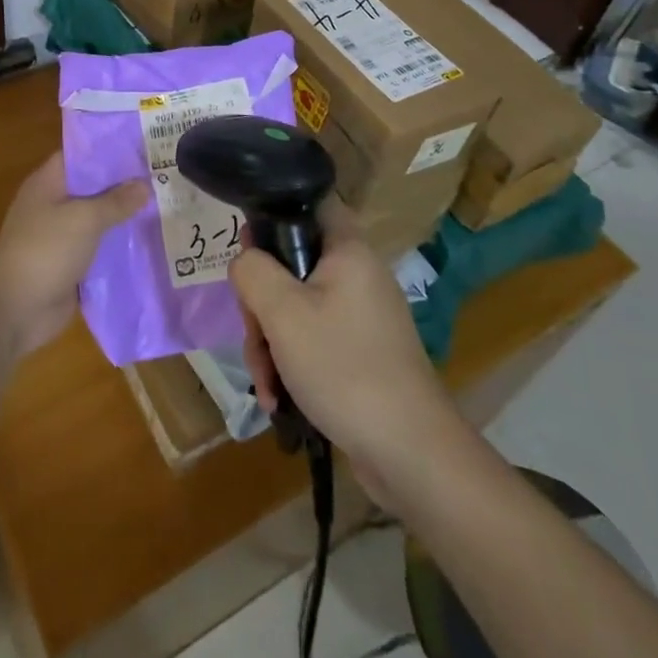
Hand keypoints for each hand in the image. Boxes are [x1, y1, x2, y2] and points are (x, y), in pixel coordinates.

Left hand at [0, 152, 147, 358]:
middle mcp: (54, 204)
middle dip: (125, 185)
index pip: (81, 155)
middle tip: (166, 176)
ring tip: (167, 206)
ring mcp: (62, 236)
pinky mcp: (72, 264)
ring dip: (126, 218)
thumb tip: (145, 185)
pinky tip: (152, 242)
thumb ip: (116, 201)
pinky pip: (100, 249)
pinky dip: (120, 247)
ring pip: (99, 220)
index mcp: (48, 183)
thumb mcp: (84, 218)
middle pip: (94, 188)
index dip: (111, 150)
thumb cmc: (45, 250)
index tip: (144, 147)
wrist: (16, 310)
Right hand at [229, 204, 455, 500]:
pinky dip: (290, 363)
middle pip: (291, 263)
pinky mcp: (359, 352)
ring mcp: (359, 316)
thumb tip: (245, 260)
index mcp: (347, 250)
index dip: (273, 212)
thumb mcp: (282, 312)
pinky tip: (278, 399)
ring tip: (266, 383)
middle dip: (261, 303)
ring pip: (295, 307)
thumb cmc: (344, 368)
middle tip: (255, 335)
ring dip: (270, 341)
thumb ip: (252, 271)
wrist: (411, 455)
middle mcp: (356, 274)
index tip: (247, 248)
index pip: (310, 201)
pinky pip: (311, 339)